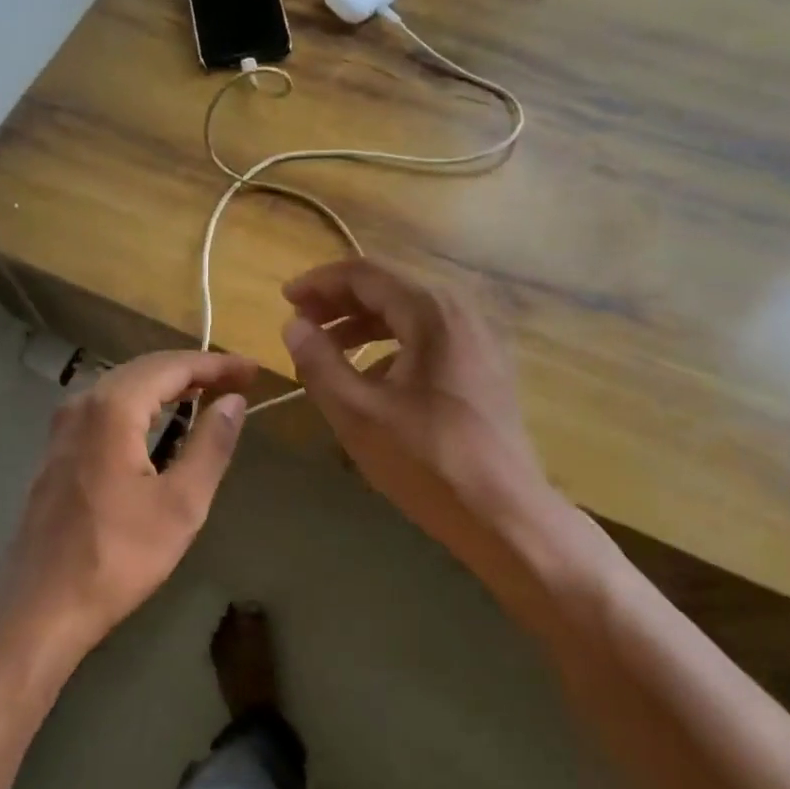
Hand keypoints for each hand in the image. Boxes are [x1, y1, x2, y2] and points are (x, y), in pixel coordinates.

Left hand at [2, 350, 256, 648]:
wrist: (41, 605)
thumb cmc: (118, 556)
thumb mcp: (181, 504)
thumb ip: (210, 445)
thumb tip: (233, 402)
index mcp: (112, 409)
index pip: (172, 367)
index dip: (216, 365)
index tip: (253, 371)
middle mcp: (82, 404)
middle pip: (144, 369)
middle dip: (193, 370)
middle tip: (236, 380)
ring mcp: (63, 427)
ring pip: (122, 386)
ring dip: (166, 385)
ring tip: (206, 393)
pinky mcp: (57, 450)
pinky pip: (105, 408)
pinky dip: (140, 404)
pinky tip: (159, 421)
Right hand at [280, 259, 584, 591]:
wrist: (504, 514)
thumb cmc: (427, 461)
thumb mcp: (357, 413)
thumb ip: (319, 363)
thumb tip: (293, 326)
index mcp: (432, 312)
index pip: (365, 274)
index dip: (320, 282)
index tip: (285, 300)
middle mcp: (461, 312)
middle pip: (389, 288)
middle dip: (340, 302)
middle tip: (301, 322)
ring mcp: (478, 339)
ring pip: (409, 314)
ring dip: (364, 324)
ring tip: (326, 348)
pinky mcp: (484, 366)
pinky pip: (429, 338)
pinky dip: (392, 345)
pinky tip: (370, 378)